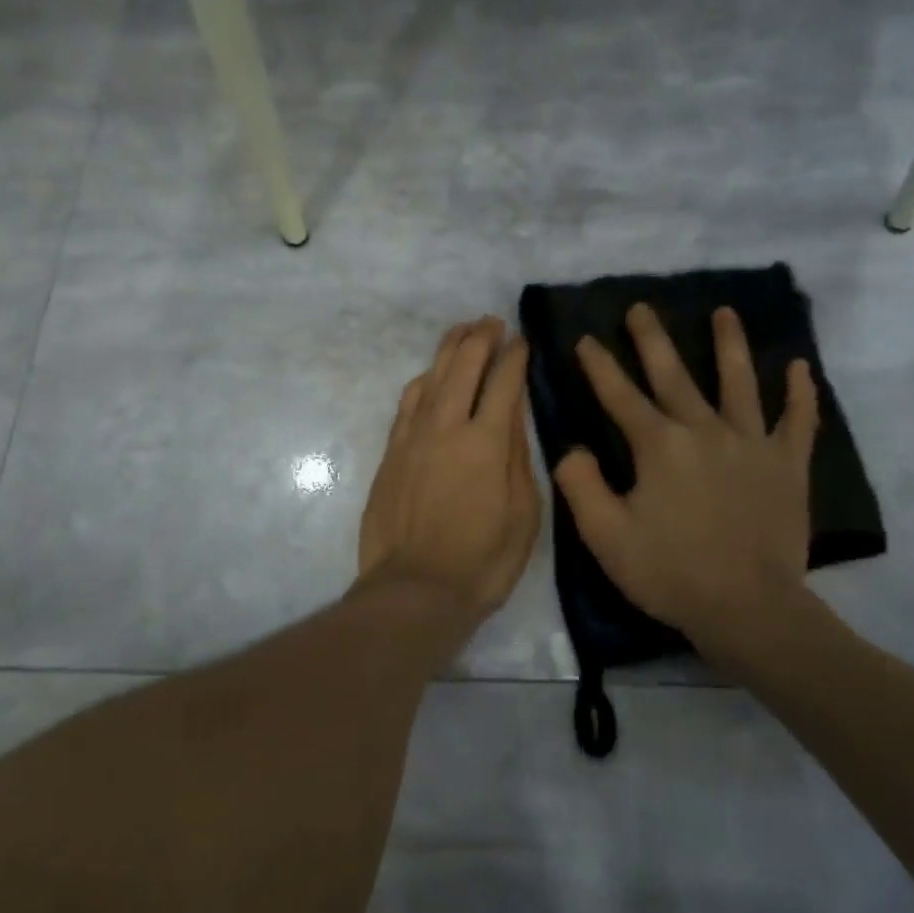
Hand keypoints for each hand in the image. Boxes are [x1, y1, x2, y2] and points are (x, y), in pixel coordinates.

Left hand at [357, 316, 541, 620]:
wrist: (414, 590)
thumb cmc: (482, 562)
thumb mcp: (523, 515)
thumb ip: (519, 459)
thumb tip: (514, 417)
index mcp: (487, 443)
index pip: (503, 383)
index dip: (515, 356)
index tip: (522, 340)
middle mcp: (446, 427)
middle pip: (463, 366)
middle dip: (480, 338)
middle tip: (492, 322)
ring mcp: (413, 438)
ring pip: (431, 377)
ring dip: (449, 350)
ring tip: (462, 332)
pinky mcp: (390, 453)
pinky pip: (407, 403)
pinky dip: (424, 381)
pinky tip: (430, 376)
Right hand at [553, 304, 821, 665]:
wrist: (748, 608)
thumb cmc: (670, 572)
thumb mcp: (605, 536)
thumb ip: (581, 485)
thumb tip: (573, 448)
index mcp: (659, 446)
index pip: (620, 396)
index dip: (599, 366)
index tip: (585, 338)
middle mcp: (705, 430)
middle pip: (674, 375)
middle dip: (653, 339)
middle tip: (642, 308)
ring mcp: (751, 444)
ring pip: (739, 382)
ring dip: (729, 345)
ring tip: (724, 312)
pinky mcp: (788, 465)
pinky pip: (798, 421)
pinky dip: (801, 393)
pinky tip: (801, 367)